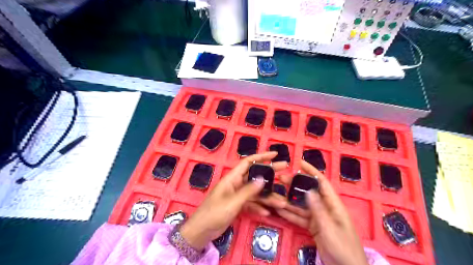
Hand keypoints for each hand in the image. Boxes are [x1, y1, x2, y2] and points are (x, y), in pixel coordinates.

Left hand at [180, 151, 286, 249]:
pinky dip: (258, 207)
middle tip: (285, 172)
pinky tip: (267, 213)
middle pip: (255, 176)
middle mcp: (236, 184)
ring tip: (282, 202)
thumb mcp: (233, 201)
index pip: (248, 162)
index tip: (275, 154)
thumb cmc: (214, 213)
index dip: (262, 156)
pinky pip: (251, 203)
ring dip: (267, 197)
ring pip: (256, 192)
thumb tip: (263, 178)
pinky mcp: (238, 205)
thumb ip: (248, 191)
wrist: (202, 231)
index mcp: (233, 178)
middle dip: (270, 174)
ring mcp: (237, 195)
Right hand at [278, 160, 369, 264]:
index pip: (322, 183)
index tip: (300, 163)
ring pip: (301, 205)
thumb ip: (319, 209)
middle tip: (280, 179)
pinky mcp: (313, 227)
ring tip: (276, 193)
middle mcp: (325, 208)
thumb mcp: (330, 228)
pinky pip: (300, 217)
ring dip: (289, 199)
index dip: (312, 171)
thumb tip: (309, 190)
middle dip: (295, 185)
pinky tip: (279, 209)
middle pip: (308, 193)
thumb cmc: (343, 247)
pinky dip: (290, 214)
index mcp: (333, 205)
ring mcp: (318, 218)